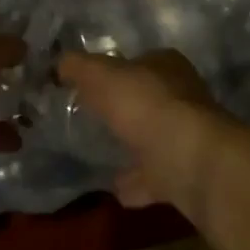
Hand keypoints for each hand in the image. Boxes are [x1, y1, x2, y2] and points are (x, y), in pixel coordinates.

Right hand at [57, 50, 227, 210]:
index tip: (89, 84)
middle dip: (124, 109)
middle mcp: (183, 98)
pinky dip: (137, 183)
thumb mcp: (101, 75)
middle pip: (148, 100)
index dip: (116, 69)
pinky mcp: (185, 172)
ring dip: (132, 147)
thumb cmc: (145, 106)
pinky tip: (115, 189)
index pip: (139, 61)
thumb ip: (79, 67)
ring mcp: (186, 137)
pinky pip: (154, 176)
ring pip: (153, 138)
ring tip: (100, 155)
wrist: (188, 159)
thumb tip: (61, 62)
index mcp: (167, 66)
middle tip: (91, 118)